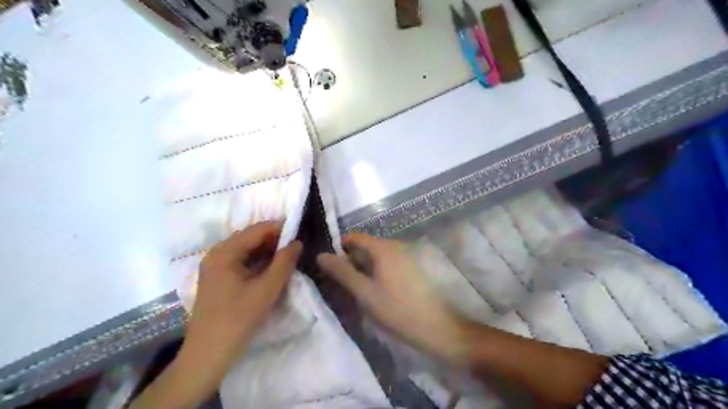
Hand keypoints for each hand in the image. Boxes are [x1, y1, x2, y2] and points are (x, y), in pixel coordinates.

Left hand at [180, 222, 302, 394]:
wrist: (207, 355)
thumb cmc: (237, 320)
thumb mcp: (267, 290)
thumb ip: (284, 263)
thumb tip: (297, 242)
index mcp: (225, 252)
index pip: (258, 230)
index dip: (281, 229)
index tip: (301, 234)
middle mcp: (217, 253)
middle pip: (251, 237)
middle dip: (275, 240)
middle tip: (297, 248)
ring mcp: (216, 266)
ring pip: (247, 250)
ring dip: (268, 251)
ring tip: (288, 258)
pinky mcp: (218, 278)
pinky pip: (242, 261)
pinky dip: (259, 262)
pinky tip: (272, 270)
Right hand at [316, 233, 475, 363]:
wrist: (436, 326)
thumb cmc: (396, 309)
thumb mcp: (364, 292)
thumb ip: (342, 272)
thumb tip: (321, 255)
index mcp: (383, 248)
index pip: (355, 237)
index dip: (339, 247)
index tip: (329, 264)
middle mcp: (396, 246)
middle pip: (366, 246)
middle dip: (351, 260)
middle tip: (342, 282)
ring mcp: (406, 256)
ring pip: (377, 256)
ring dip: (365, 268)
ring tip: (357, 289)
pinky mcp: (413, 268)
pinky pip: (389, 264)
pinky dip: (378, 272)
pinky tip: (376, 291)